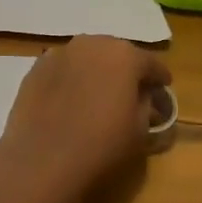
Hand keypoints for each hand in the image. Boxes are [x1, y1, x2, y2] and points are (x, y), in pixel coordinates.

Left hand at [0, 36, 172, 198]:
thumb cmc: (101, 144)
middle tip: (130, 89)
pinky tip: (69, 99)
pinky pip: (64, 68)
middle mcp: (93, 43)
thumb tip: (143, 96)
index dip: (159, 77)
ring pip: (88, 57)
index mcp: (125, 56)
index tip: (164, 87)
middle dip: (126, 69)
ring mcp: (62, 52)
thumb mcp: (139, 130)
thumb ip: (146, 105)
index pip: (151, 63)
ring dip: (96, 70)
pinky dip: (71, 78)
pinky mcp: (37, 67)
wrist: (43, 159)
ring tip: (98, 92)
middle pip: (117, 53)